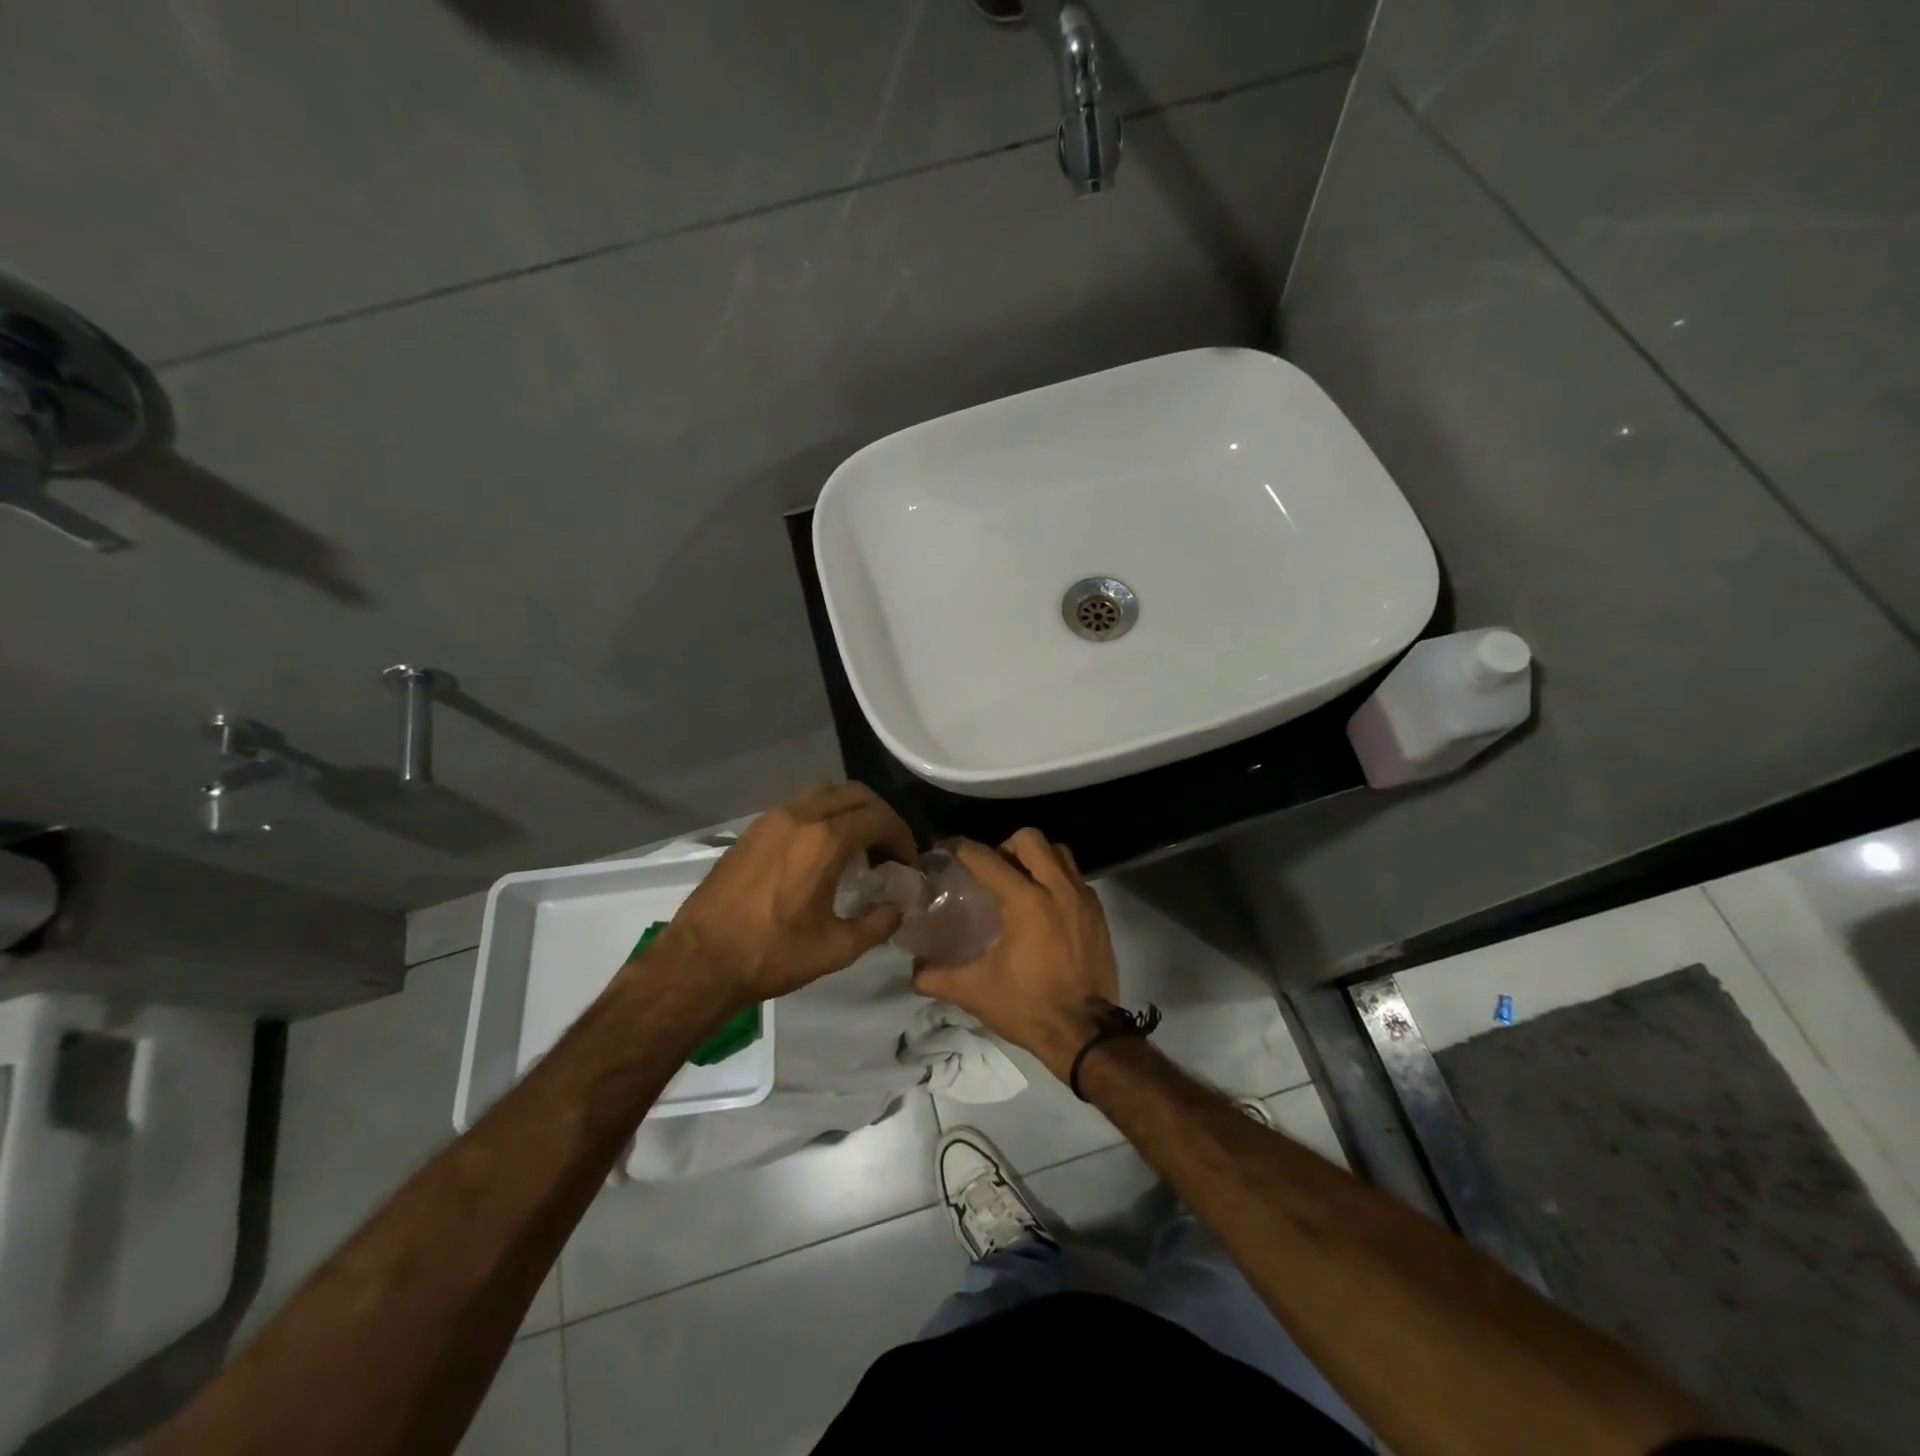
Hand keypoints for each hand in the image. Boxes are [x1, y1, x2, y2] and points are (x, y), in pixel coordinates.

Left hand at [659, 783, 916, 1003]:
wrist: (700, 961)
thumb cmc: (771, 955)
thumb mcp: (836, 949)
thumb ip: (878, 923)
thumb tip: (901, 908)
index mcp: (824, 841)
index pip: (879, 818)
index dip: (902, 837)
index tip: (907, 864)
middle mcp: (800, 816)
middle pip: (855, 794)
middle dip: (880, 816)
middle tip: (888, 850)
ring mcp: (772, 818)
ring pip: (825, 792)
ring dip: (850, 810)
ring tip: (857, 845)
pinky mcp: (753, 828)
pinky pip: (799, 804)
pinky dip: (822, 814)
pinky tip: (821, 851)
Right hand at [912, 829, 1118, 1082]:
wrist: (1085, 1033)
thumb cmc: (1028, 1007)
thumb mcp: (975, 992)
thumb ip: (936, 977)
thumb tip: (913, 969)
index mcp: (1026, 901)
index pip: (987, 859)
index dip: (962, 849)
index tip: (947, 849)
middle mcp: (1057, 889)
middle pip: (1030, 839)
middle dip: (1005, 846)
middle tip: (992, 870)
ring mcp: (1083, 898)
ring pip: (1058, 853)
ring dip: (1036, 858)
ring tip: (1020, 881)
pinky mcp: (1098, 913)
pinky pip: (1076, 877)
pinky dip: (1057, 879)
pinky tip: (1044, 906)